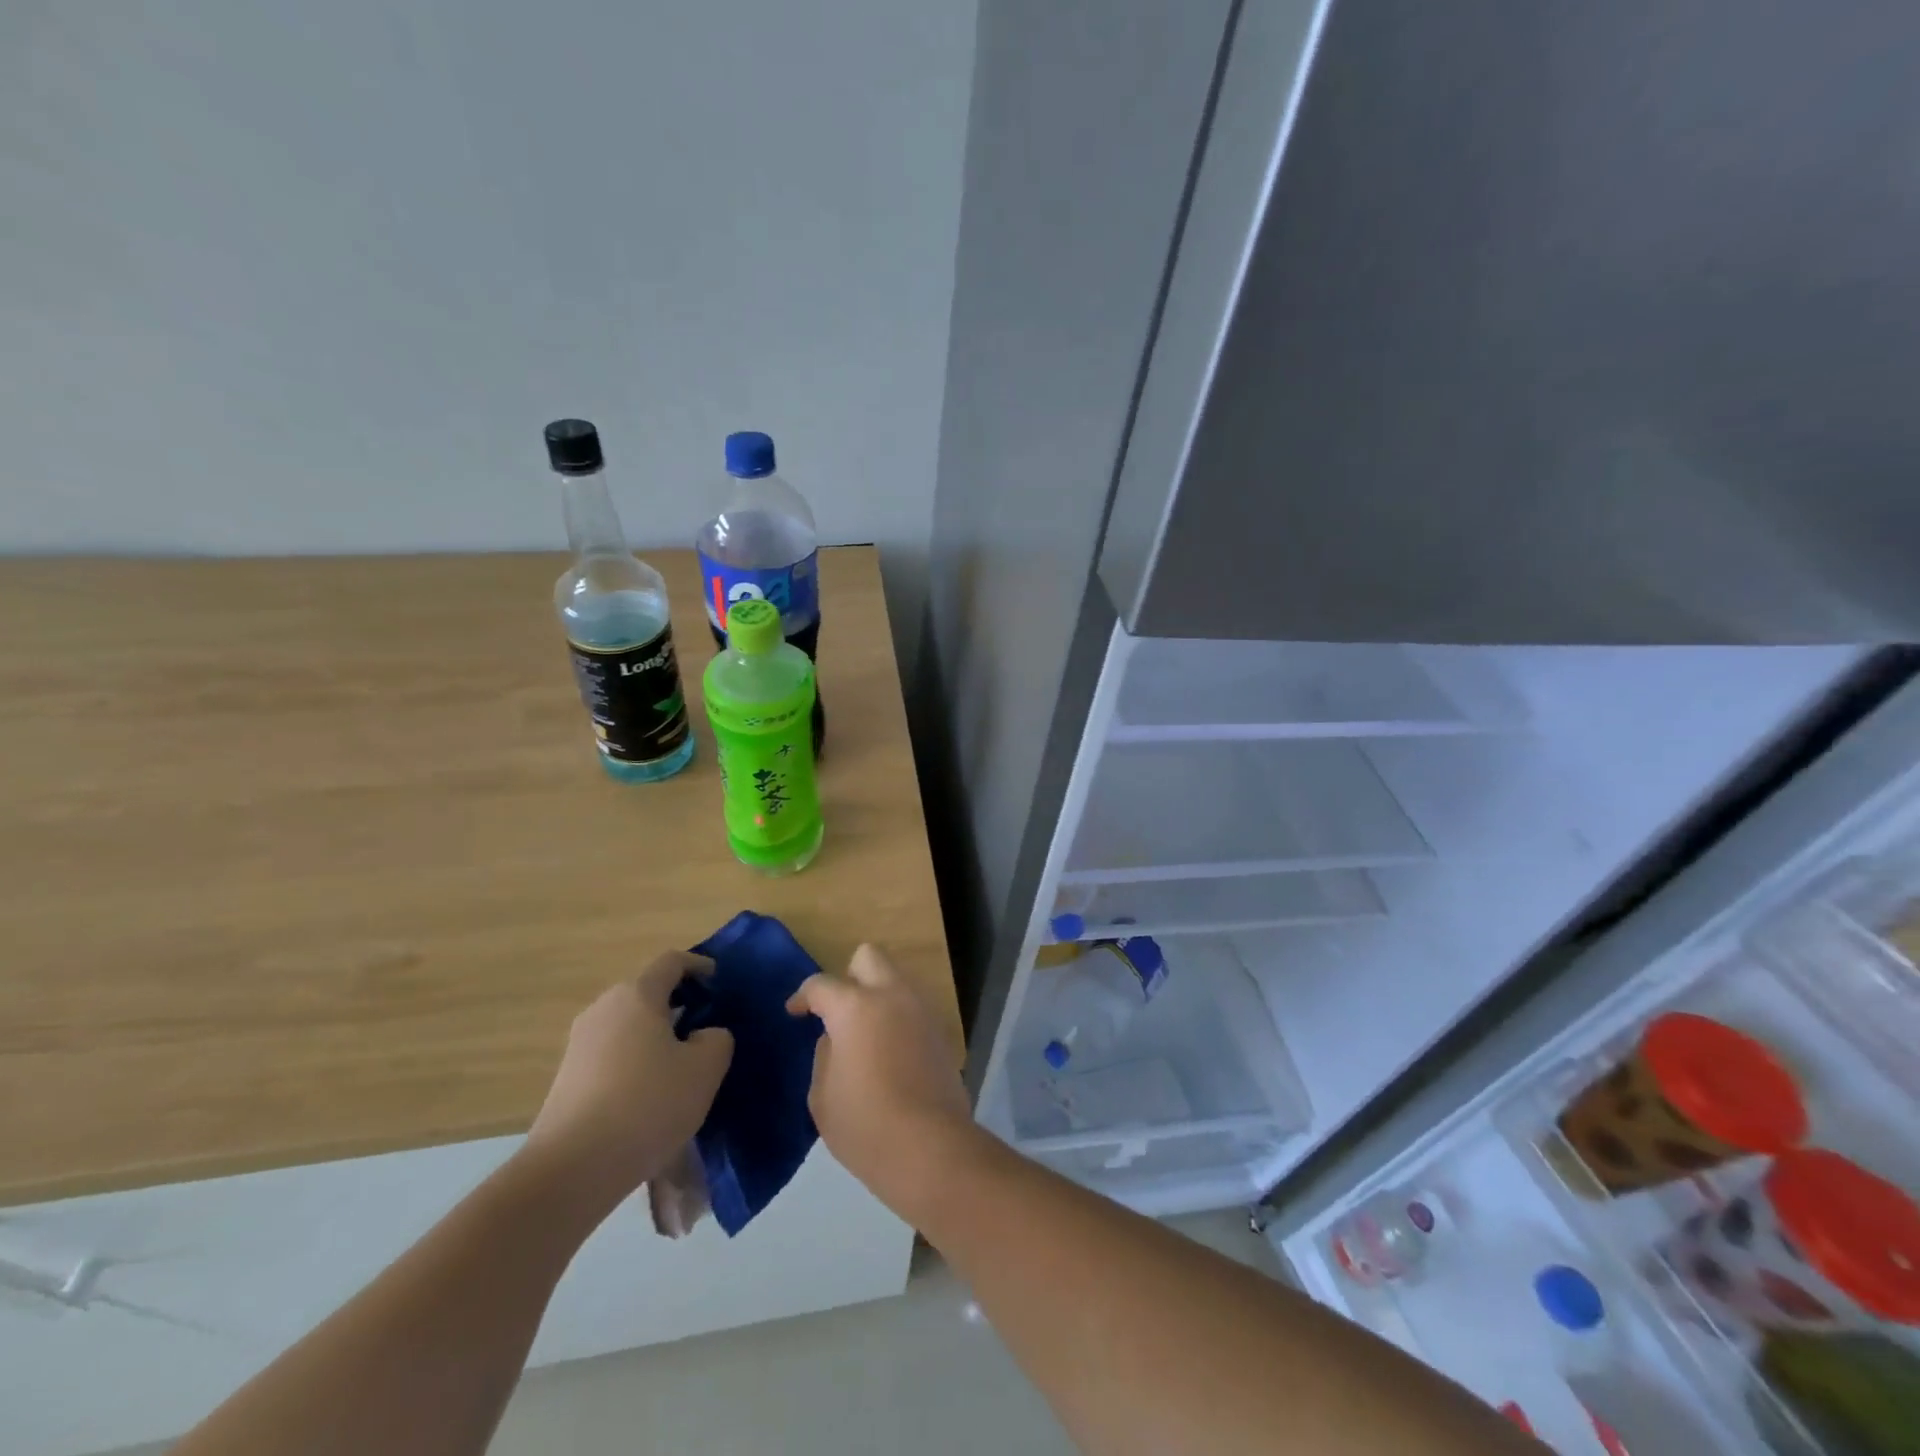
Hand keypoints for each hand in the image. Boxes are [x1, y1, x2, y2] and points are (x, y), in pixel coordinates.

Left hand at [526, 952, 733, 1202]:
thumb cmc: (648, 1104)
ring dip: (656, 1037)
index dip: (699, 967)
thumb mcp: (705, 1068)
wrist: (571, 1170)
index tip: (719, 984)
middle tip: (706, 1030)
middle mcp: (604, 1008)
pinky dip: (635, 1063)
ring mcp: (579, 1044)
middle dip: (678, 1005)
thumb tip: (702, 1036)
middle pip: (647, 993)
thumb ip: (716, 1039)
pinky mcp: (567, 1079)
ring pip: (629, 1026)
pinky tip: (649, 1097)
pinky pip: (612, 1055)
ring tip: (681, 1068)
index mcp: (637, 994)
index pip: (672, 962)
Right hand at [787, 944, 973, 1217]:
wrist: (930, 1148)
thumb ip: (825, 1055)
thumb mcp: (822, 1095)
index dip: (804, 996)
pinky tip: (889, 1051)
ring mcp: (921, 1010)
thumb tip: (836, 1039)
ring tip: (864, 1033)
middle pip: (869, 957)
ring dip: (877, 995)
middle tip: (838, 1010)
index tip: (796, 1012)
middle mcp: (892, 995)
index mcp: (855, 1006)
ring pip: (896, 980)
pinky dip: (897, 1018)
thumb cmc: (865, 1124)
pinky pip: (913, 1008)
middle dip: (849, 975)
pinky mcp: (940, 1031)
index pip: (822, 984)